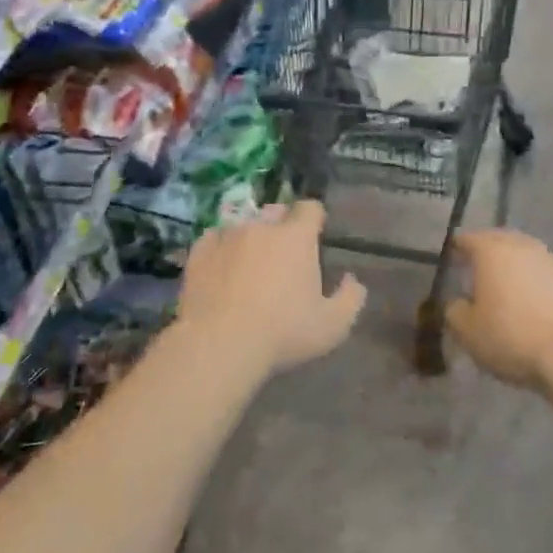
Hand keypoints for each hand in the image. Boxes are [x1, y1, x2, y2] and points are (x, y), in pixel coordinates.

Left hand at [176, 200, 366, 373]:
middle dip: (282, 225)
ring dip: (250, 237)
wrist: (219, 344)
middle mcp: (261, 226)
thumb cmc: (282, 333)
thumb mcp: (333, 325)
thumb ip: (350, 298)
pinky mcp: (199, 252)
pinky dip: (220, 248)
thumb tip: (353, 280)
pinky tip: (221, 268)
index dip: (315, 218)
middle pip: (275, 212)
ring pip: (243, 224)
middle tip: (284, 254)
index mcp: (296, 237)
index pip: (310, 208)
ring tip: (249, 262)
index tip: (316, 235)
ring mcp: (226, 236)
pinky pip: (213, 239)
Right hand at [446, 230, 552, 394]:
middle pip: (501, 242)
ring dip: (518, 269)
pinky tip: (540, 307)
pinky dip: (541, 285)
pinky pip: (551, 276)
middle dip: (489, 254)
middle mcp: (524, 247)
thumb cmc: (512, 337)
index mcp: (492, 251)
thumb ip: (455, 311)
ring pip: (528, 257)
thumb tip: (457, 303)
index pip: (468, 239)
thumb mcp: (468, 332)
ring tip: (511, 291)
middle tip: (480, 273)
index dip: (457, 249)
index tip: (453, 260)